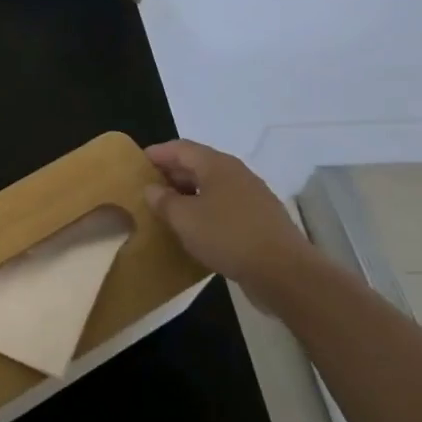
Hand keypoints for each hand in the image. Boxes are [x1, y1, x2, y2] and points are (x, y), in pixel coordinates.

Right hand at [144, 140, 318, 308]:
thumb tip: (152, 189)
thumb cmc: (227, 236)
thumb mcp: (184, 219)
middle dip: (171, 173)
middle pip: (197, 164)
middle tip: (147, 188)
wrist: (285, 273)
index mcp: (216, 165)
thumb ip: (163, 200)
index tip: (136, 164)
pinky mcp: (260, 219)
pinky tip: (195, 228)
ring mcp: (252, 196)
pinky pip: (225, 205)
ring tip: (167, 209)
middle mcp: (236, 173)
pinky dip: (205, 209)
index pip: (180, 148)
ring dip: (188, 193)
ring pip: (212, 186)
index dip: (157, 153)